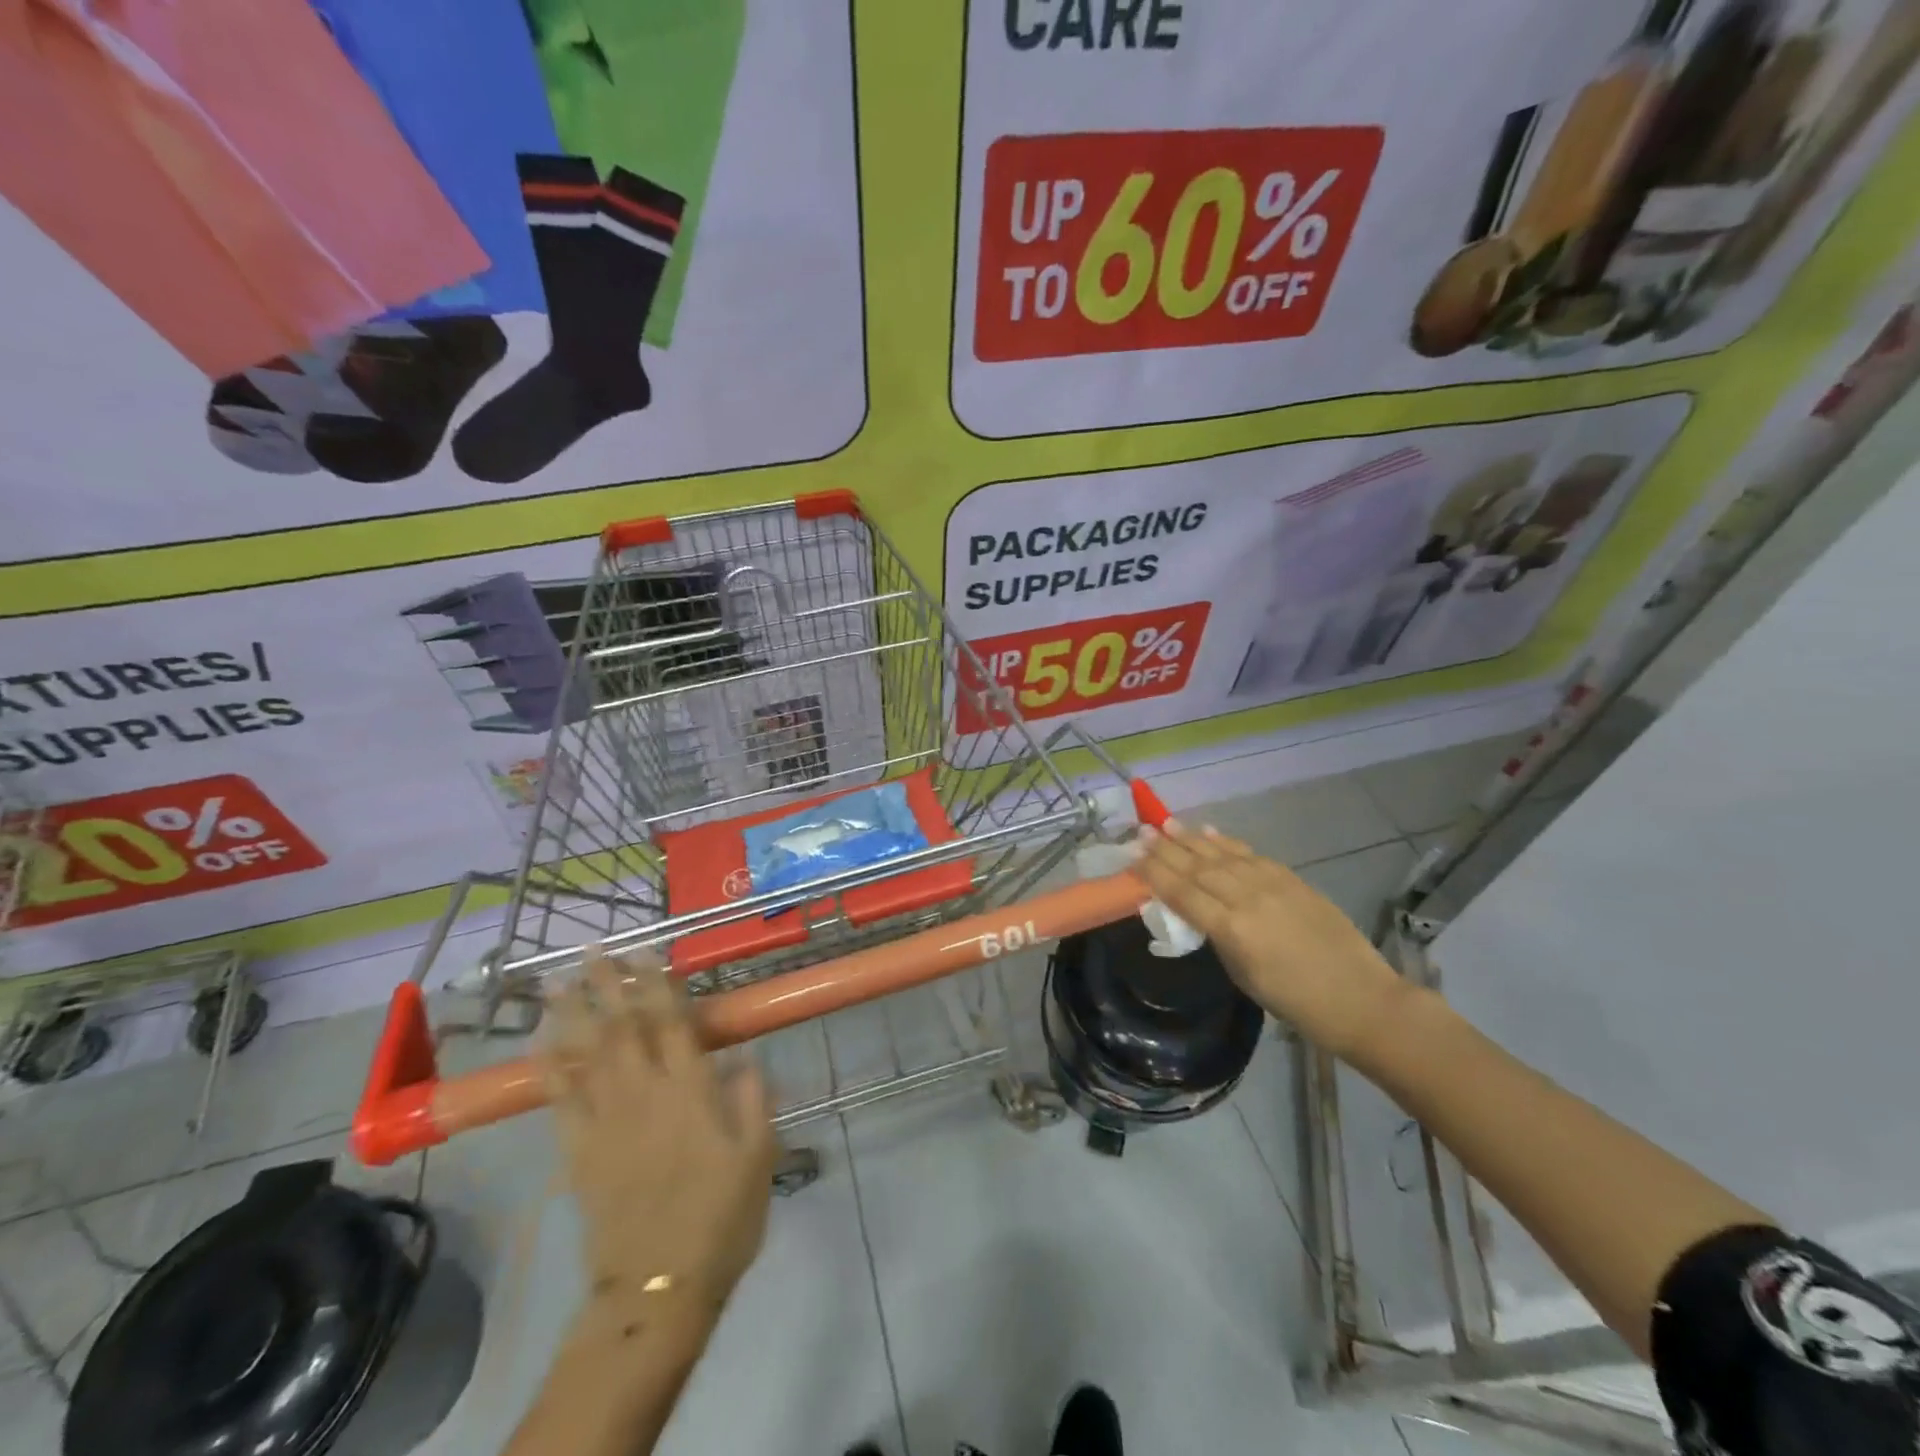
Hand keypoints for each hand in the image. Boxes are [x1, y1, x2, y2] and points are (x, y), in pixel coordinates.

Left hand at [542, 954, 777, 1317]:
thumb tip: (748, 1056)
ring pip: (585, 1054)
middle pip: (622, 1027)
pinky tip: (542, 1040)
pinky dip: (549, 1065)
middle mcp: (645, 1093)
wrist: (659, 1286)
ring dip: (573, 1012)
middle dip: (609, 984)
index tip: (647, 951)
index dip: (657, 984)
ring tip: (561, 979)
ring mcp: (606, 1120)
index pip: (671, 1022)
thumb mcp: (760, 1156)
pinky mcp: (579, 1151)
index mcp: (691, 1091)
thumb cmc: (721, 1217)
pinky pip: (560, 1099)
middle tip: (595, 949)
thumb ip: (755, 1100)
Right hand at [1135, 823, 1411, 1060]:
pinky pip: (1250, 855)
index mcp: (1232, 930)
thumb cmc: (1296, 1002)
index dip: (1154, 873)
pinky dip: (1227, 842)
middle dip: (1166, 849)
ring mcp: (1272, 884)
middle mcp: (1248, 898)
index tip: (1132, 857)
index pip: (1182, 893)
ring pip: (1222, 855)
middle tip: (1141, 832)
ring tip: (1166, 824)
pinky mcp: (1292, 879)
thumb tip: (1198, 913)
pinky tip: (1209, 833)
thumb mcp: (1243, 976)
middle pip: (1197, 867)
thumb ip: (1217, 939)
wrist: (1361, 998)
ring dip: (1191, 839)